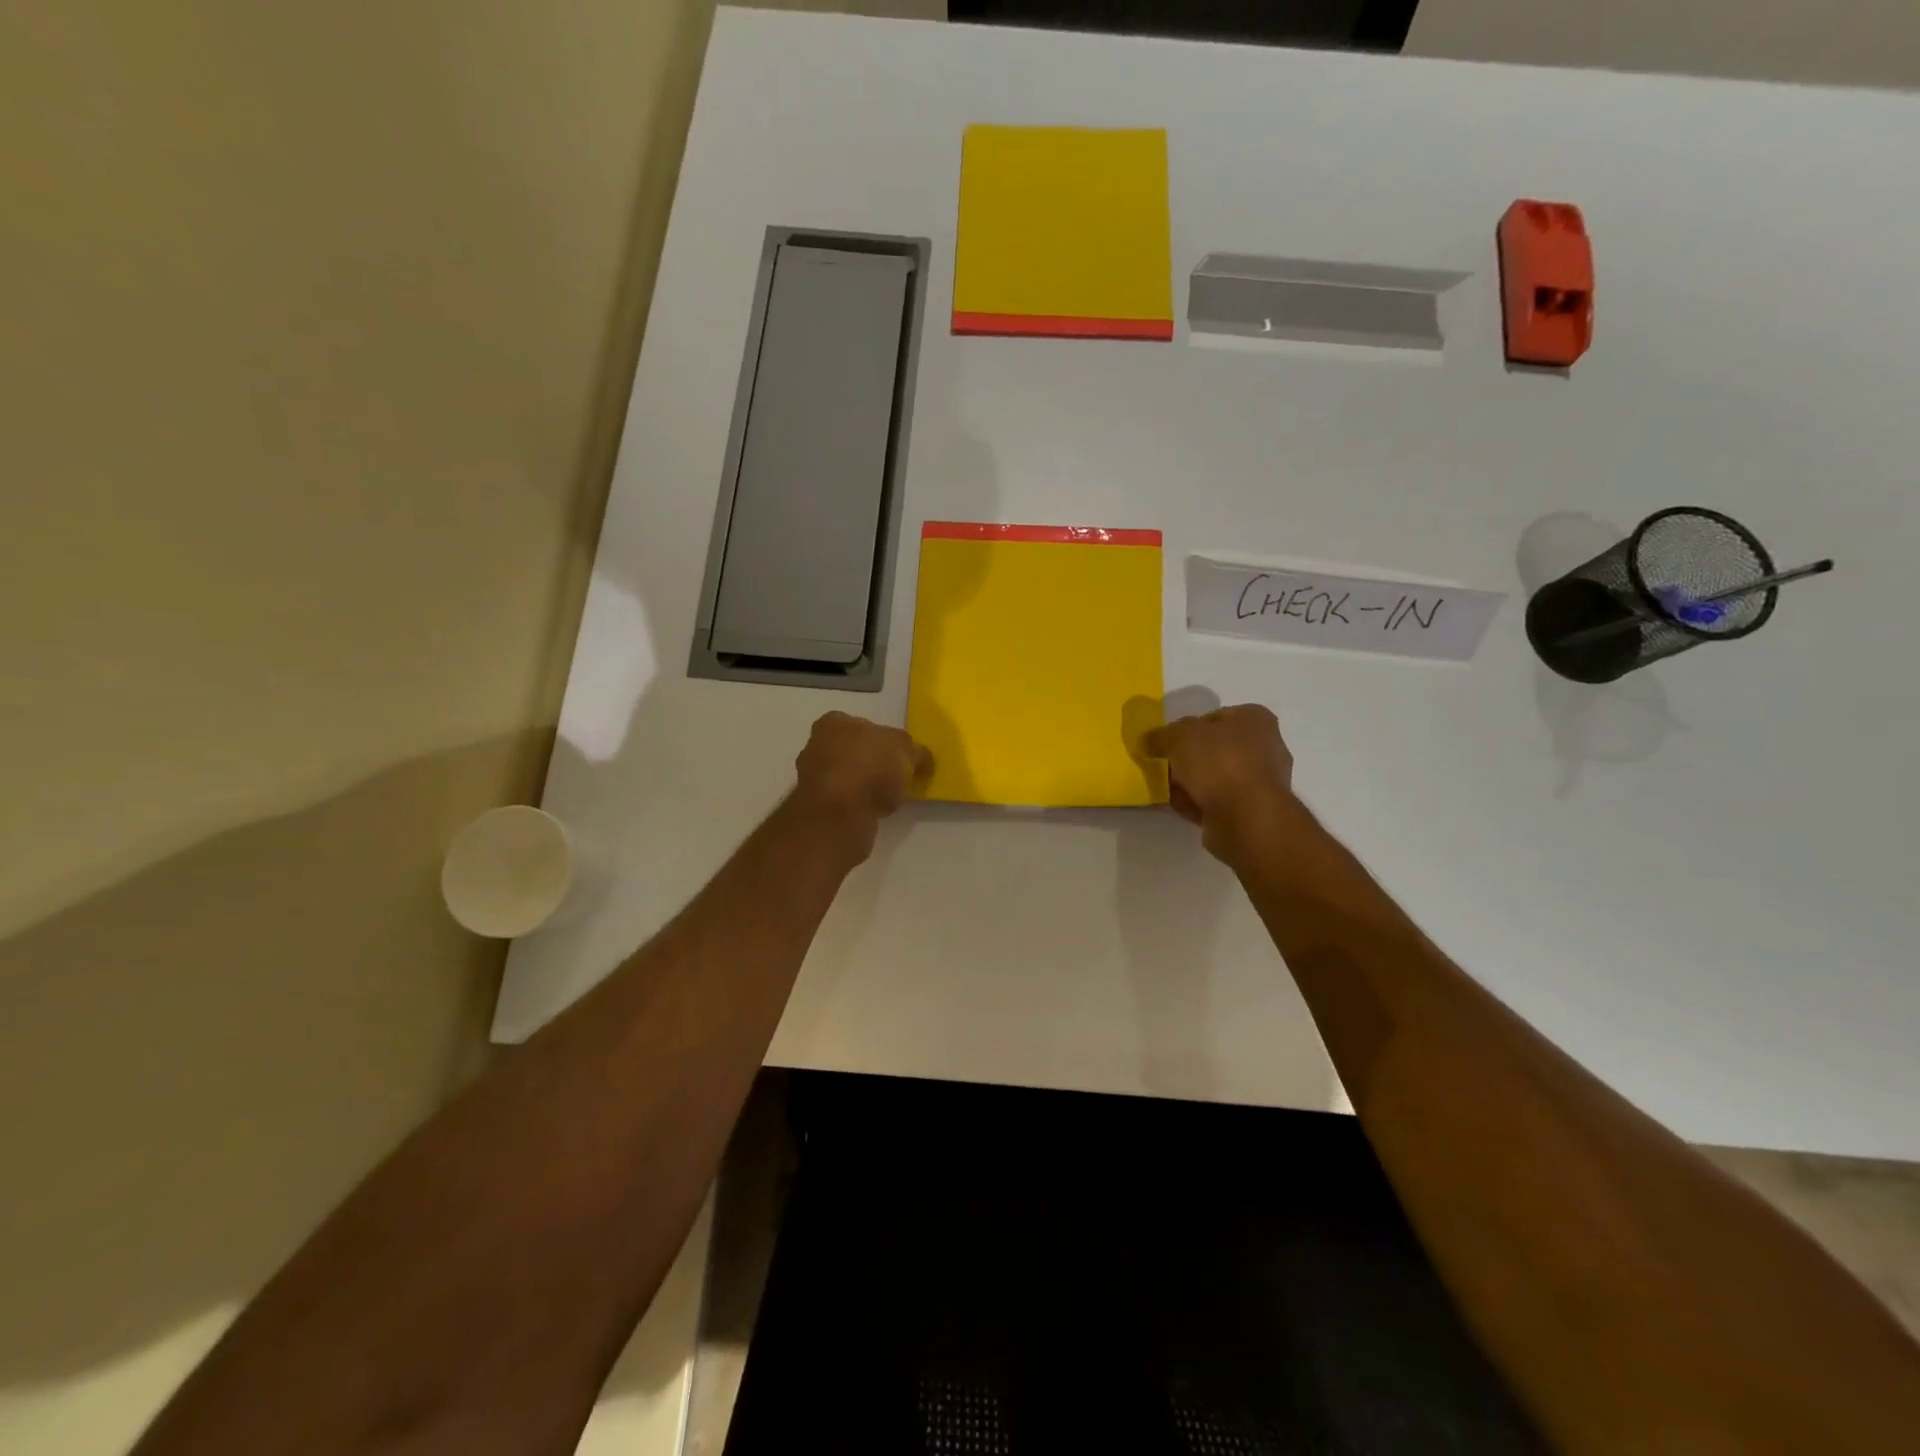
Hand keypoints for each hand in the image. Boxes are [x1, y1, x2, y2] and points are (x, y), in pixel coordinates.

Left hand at [791, 712, 932, 861]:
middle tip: (895, 778)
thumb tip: (922, 759)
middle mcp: (816, 746)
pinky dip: (857, 806)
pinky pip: (843, 802)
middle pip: (851, 751)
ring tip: (886, 799)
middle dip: (871, 763)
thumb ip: (916, 752)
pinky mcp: (816, 808)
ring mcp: (812, 779)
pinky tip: (872, 813)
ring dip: (863, 787)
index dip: (883, 740)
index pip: (861, 725)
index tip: (899, 757)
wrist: (839, 814)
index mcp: (834, 723)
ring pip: (845, 778)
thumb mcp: (907, 751)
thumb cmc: (870, 767)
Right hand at [1142, 704, 1295, 863]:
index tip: (1168, 743)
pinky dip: (1202, 804)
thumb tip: (1150, 741)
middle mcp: (1265, 746)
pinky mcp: (1255, 810)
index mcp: (1254, 719)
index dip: (1187, 729)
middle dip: (1189, 760)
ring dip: (1193, 784)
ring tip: (1172, 792)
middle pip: (1214, 749)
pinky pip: (1220, 801)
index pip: (1214, 717)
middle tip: (1167, 768)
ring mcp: (1263, 781)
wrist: (1247, 818)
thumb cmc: (1219, 763)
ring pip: (1216, 777)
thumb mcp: (1179, 736)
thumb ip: (1161, 735)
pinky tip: (1186, 809)